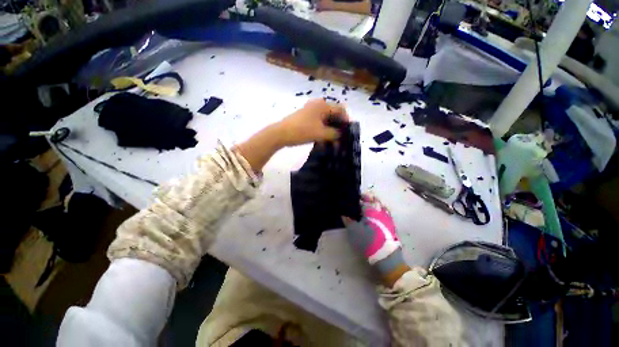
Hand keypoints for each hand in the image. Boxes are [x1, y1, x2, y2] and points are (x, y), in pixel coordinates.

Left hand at [275, 99, 348, 147]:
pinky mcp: (305, 117)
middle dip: (338, 125)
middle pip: (333, 113)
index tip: (347, 131)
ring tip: (332, 140)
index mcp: (323, 105)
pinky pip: (318, 121)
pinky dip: (322, 129)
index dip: (346, 120)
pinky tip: (323, 139)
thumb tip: (340, 135)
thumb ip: (334, 134)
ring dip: (330, 129)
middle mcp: (318, 105)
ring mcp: (310, 110)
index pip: (340, 109)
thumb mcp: (321, 133)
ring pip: (325, 118)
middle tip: (340, 137)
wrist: (281, 133)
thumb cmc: (302, 131)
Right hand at [343, 194, 399, 263]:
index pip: (365, 199)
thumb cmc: (368, 241)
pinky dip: (380, 211)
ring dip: (375, 204)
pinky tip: (377, 216)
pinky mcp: (392, 226)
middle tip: (361, 200)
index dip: (359, 197)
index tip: (354, 197)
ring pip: (382, 206)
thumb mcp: (353, 231)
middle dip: (368, 198)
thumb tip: (344, 214)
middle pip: (375, 200)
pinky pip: (386, 213)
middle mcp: (381, 211)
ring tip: (369, 207)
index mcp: (371, 210)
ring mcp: (388, 218)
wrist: (386, 256)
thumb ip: (348, 221)